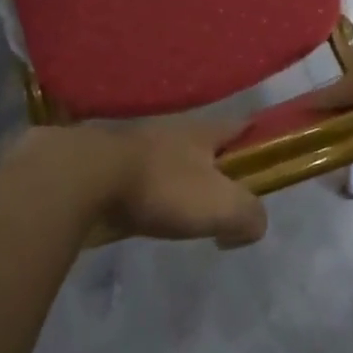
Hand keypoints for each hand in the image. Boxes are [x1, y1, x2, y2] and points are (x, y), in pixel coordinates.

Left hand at [10, 122, 267, 247]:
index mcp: (203, 132)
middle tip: (224, 193)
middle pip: (203, 143)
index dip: (257, 137)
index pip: (240, 125)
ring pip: (169, 159)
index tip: (267, 150)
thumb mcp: (220, 205)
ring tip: (184, 208)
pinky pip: (139, 177)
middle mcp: (172, 130)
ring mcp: (136, 144)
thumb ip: (249, 215)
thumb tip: (251, 226)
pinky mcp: (107, 164)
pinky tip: (146, 212)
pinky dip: (148, 191)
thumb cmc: (161, 186)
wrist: (84, 178)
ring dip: (179, 178)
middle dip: (216, 162)